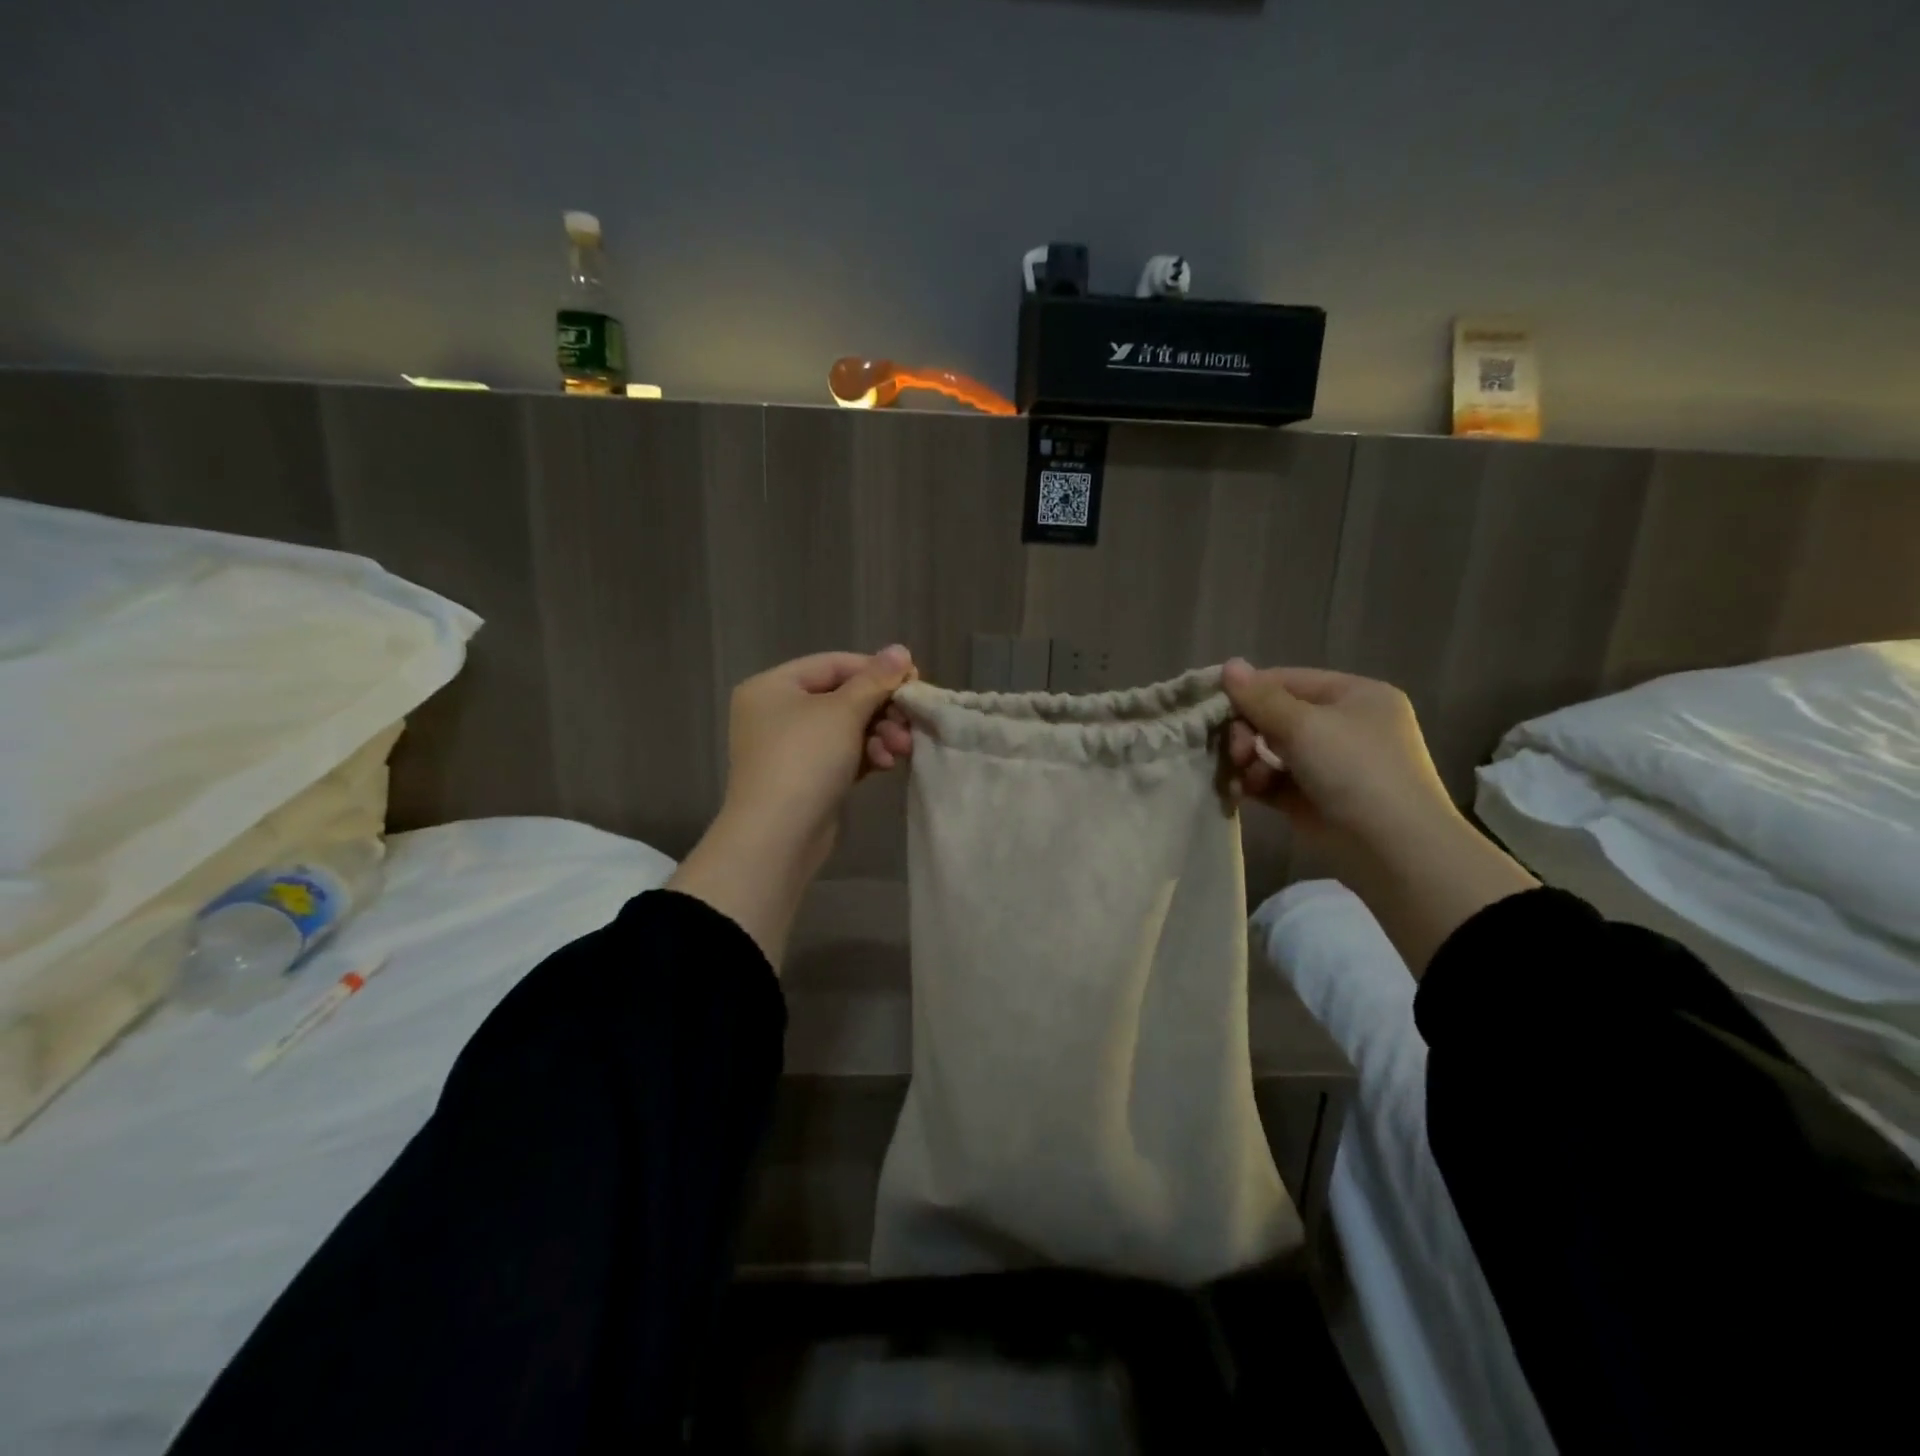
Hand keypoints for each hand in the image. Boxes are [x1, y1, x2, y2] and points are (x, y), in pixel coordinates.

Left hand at [670, 647, 916, 968]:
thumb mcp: (843, 712)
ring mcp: (788, 748)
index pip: (833, 664)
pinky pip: (841, 754)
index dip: (876, 670)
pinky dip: (865, 755)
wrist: (777, 837)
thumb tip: (900, 650)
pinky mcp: (804, 778)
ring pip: (845, 728)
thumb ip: (875, 680)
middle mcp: (775, 712)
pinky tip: (886, 764)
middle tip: (911, 722)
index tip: (914, 681)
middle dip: (881, 710)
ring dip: (879, 734)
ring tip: (901, 750)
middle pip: (841, 697)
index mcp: (773, 687)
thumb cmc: (804, 760)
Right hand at [1222, 661, 1458, 864]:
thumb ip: (1260, 697)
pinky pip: (1273, 780)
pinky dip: (1255, 783)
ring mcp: (1329, 764)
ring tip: (1243, 778)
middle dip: (1248, 732)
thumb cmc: (1355, 770)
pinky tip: (1242, 792)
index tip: (1215, 707)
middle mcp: (1343, 725)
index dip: (1250, 692)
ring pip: (1270, 749)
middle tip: (1237, 752)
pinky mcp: (1313, 798)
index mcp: (1354, 695)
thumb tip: (1228, 665)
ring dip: (1249, 760)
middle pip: (1276, 716)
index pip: (1288, 681)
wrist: (1393, 849)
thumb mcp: (1305, 725)